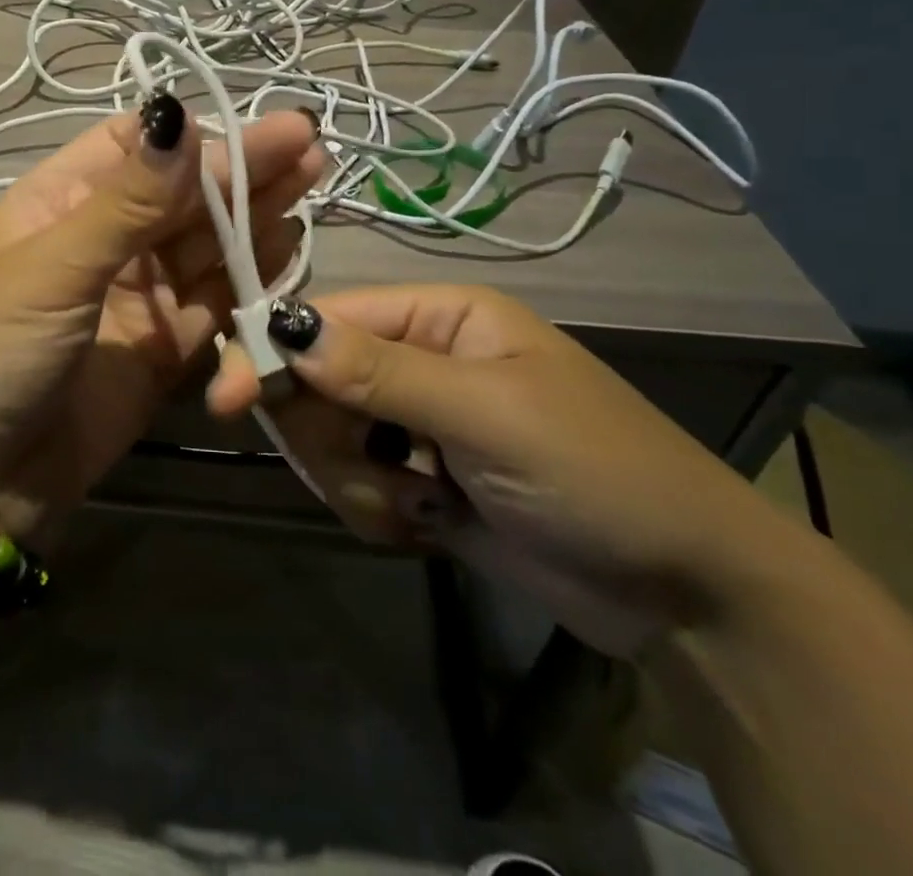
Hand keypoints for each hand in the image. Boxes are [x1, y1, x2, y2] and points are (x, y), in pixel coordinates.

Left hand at [0, 98, 324, 541]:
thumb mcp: (52, 268)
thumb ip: (127, 202)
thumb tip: (180, 115)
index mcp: (64, 200)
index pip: (136, 148)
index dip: (192, 135)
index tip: (254, 123)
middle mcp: (106, 239)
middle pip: (183, 194)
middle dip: (242, 168)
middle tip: (308, 142)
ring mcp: (139, 295)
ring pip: (208, 243)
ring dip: (256, 214)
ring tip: (311, 180)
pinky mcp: (165, 347)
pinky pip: (217, 301)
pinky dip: (252, 277)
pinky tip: (288, 247)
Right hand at [207, 285, 778, 654]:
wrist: (688, 596)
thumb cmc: (596, 472)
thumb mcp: (487, 416)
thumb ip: (380, 373)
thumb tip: (287, 327)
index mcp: (438, 316)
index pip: (327, 318)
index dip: (271, 352)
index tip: (224, 400)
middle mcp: (418, 358)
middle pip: (316, 383)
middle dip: (332, 439)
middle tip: (378, 478)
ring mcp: (414, 422)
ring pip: (329, 441)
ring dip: (362, 485)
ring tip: (426, 509)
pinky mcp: (417, 480)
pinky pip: (355, 486)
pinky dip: (380, 513)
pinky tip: (433, 528)